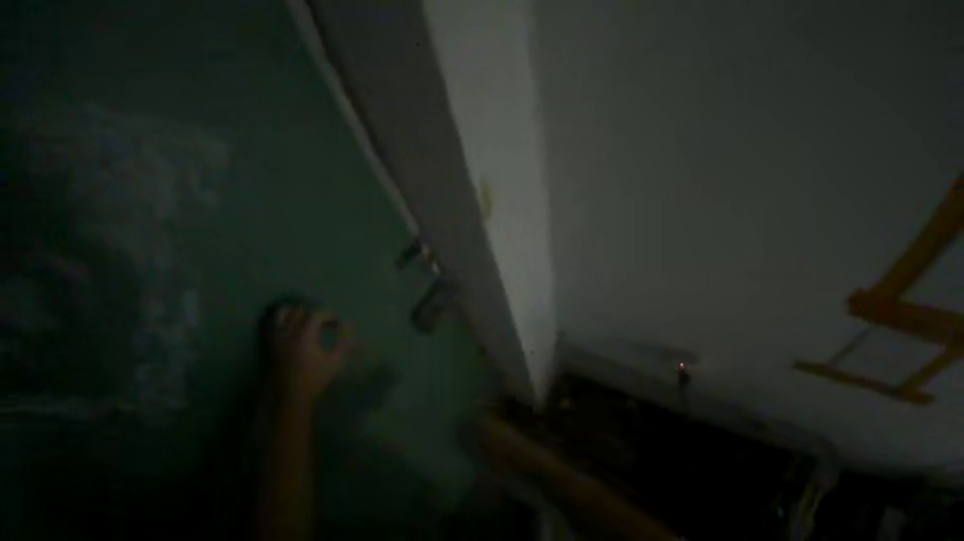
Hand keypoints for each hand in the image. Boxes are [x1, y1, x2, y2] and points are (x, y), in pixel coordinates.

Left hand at [269, 306, 352, 407]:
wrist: (289, 399)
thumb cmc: (315, 379)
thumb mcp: (336, 361)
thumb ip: (344, 340)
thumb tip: (347, 323)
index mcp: (304, 336)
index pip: (317, 313)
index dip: (329, 315)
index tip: (336, 324)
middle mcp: (287, 333)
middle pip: (300, 310)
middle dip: (314, 314)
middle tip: (323, 325)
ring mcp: (275, 338)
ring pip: (282, 312)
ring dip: (296, 314)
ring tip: (305, 323)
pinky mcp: (267, 344)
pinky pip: (271, 324)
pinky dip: (281, 320)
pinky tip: (291, 329)